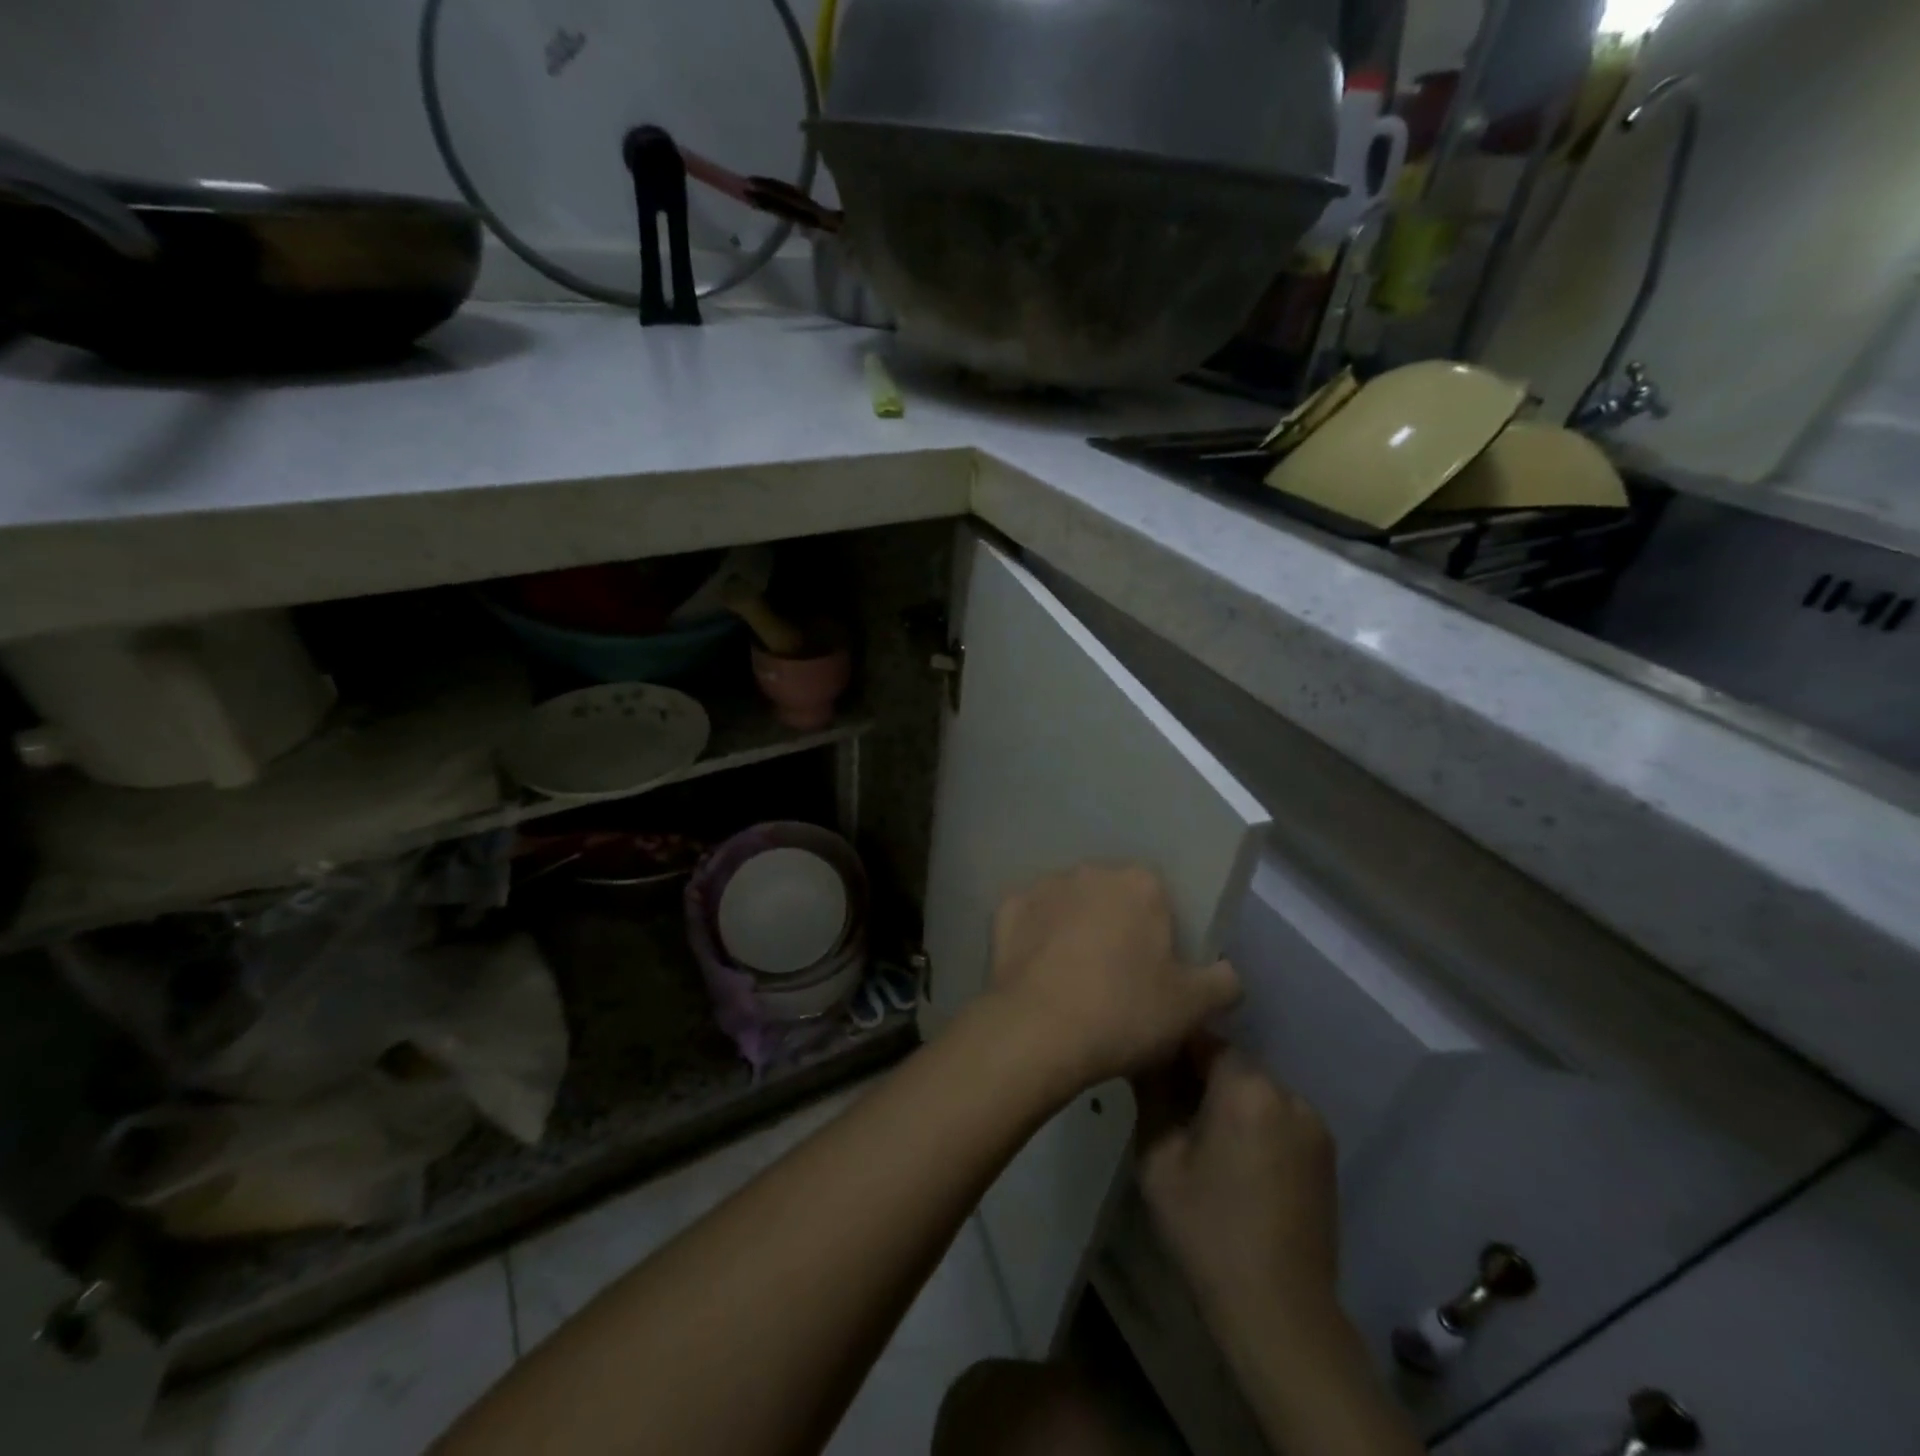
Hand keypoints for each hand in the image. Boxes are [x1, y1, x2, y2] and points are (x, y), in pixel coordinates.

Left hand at [988, 865, 1239, 1092]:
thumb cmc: (1125, 1013)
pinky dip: (1036, 940)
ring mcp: (1043, 886)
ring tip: (1073, 980)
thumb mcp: (1193, 1008)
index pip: (1160, 898)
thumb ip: (1224, 982)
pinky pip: (1031, 921)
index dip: (1160, 935)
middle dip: (1116, 926)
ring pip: (1069, 905)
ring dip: (1074, 929)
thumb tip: (1226, 972)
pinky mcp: (1005, 908)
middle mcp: (1090, 871)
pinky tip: (1039, 975)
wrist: (1037, 1031)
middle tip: (1116, 978)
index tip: (1156, 971)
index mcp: (1140, 883)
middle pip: (1112, 897)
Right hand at [1136, 1043, 1339, 1338]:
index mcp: (1247, 1087)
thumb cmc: (1207, 1229)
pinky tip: (1233, 1156)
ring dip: (1227, 1097)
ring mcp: (1313, 1123)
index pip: (1202, 1037)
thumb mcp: (1158, 1158)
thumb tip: (1143, 1054)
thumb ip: (1151, 1094)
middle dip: (1199, 1073)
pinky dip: (1253, 1120)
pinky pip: (1278, 1115)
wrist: (1279, 1312)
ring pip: (1255, 1088)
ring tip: (1200, 1132)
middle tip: (1168, 1102)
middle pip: (1232, 1062)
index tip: (1148, 1065)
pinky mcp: (1325, 1153)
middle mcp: (1287, 1093)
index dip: (1172, 1046)